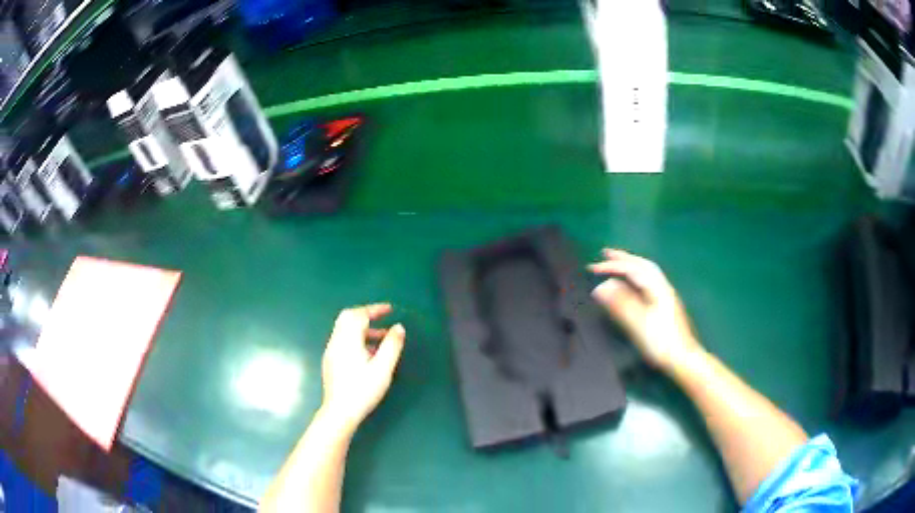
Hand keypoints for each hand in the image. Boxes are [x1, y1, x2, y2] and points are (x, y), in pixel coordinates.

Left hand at [320, 303, 405, 429]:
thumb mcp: (383, 368)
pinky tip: (369, 354)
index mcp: (348, 340)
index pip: (359, 315)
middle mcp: (336, 341)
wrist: (339, 411)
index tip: (389, 309)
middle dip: (366, 315)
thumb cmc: (363, 390)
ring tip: (382, 339)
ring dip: (362, 329)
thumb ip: (392, 345)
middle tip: (382, 318)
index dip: (374, 309)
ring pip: (344, 330)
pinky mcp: (330, 361)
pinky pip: (343, 340)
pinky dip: (356, 338)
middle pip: (348, 318)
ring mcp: (331, 351)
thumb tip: (398, 327)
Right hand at [588, 249, 700, 371]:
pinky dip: (637, 274)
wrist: (683, 358)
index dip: (612, 266)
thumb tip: (602, 287)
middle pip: (643, 265)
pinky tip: (632, 282)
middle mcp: (662, 287)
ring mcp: (666, 295)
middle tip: (605, 253)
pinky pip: (649, 280)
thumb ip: (621, 303)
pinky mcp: (666, 303)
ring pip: (648, 272)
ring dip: (631, 264)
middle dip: (623, 258)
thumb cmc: (660, 342)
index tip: (592, 267)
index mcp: (656, 289)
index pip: (632, 269)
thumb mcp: (638, 323)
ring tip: (617, 263)